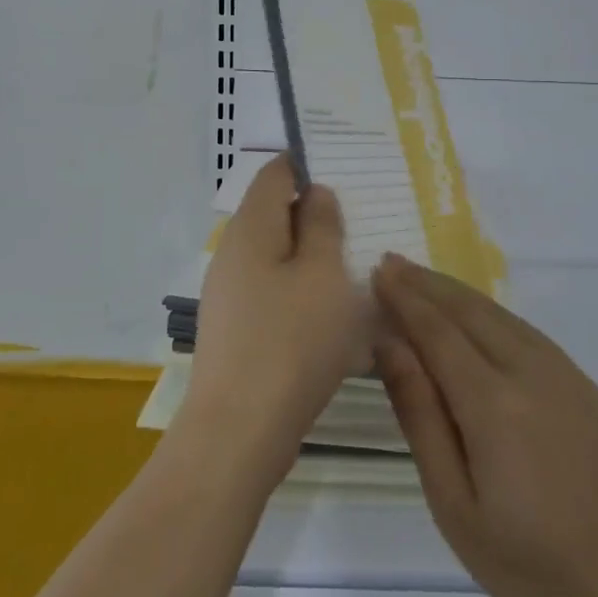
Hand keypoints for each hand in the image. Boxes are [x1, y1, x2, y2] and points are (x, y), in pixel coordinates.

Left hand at [178, 155, 368, 479]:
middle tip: (366, 222)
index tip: (350, 173)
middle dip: (318, 213)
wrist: (239, 432)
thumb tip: (315, 193)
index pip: (276, 171)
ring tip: (359, 266)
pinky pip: (275, 290)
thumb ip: (323, 225)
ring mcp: (232, 292)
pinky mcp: (239, 327)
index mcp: (252, 227)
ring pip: (279, 255)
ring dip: (314, 256)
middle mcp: (234, 251)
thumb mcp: (323, 274)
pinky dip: (303, 289)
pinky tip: (334, 311)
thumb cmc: (291, 341)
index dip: (309, 163)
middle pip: (276, 212)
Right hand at [373, 254, 597, 596]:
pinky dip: (488, 311)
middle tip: (390, 263)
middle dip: (425, 284)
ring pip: (497, 313)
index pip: (437, 330)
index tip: (376, 272)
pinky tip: (473, 314)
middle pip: (467, 310)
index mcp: (492, 402)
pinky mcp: (581, 382)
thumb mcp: (455, 505)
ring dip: (455, 292)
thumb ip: (420, 416)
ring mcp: (562, 371)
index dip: (404, 299)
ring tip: (420, 279)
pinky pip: (523, 329)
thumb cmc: (530, 563)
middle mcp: (528, 370)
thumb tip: (390, 345)